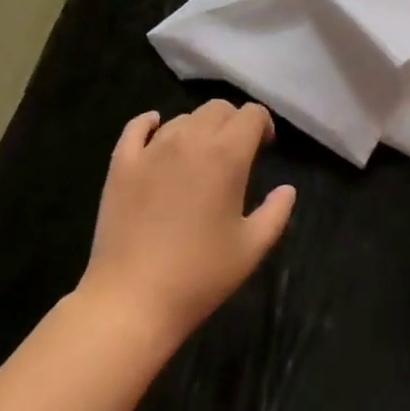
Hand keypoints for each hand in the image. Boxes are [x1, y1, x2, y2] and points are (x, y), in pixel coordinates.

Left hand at [78, 101, 295, 344]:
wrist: (131, 302)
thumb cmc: (198, 277)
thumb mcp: (251, 250)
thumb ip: (276, 213)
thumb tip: (287, 189)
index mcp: (227, 155)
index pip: (252, 114)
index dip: (263, 125)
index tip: (264, 147)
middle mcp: (191, 139)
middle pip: (218, 108)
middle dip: (232, 122)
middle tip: (234, 153)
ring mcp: (153, 149)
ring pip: (183, 118)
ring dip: (197, 129)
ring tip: (198, 158)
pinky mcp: (122, 163)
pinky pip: (137, 127)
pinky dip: (149, 123)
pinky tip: (155, 130)